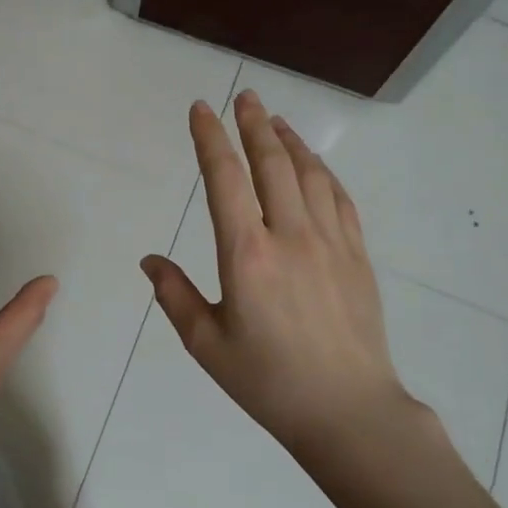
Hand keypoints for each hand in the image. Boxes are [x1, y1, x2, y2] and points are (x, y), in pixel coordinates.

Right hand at [141, 91, 434, 456]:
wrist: (347, 410)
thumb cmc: (268, 381)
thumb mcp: (207, 345)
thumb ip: (174, 296)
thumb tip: (150, 260)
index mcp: (246, 255)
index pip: (224, 179)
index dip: (210, 139)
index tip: (201, 110)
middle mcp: (290, 236)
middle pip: (272, 163)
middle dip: (253, 124)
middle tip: (244, 96)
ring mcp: (330, 242)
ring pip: (310, 174)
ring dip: (290, 141)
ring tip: (274, 119)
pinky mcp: (357, 255)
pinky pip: (340, 198)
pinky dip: (323, 171)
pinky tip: (314, 164)